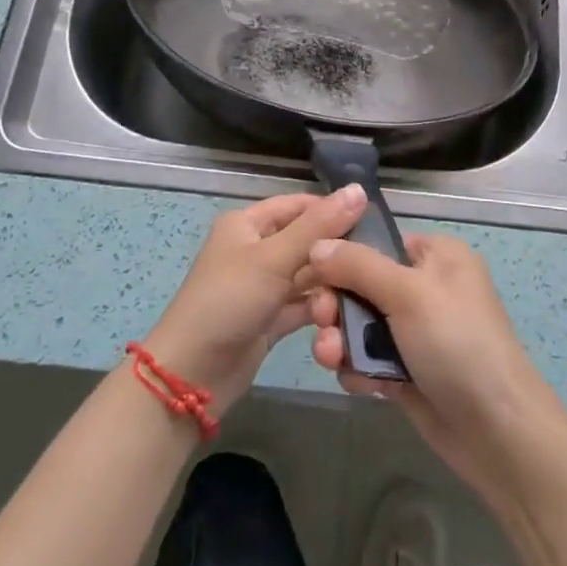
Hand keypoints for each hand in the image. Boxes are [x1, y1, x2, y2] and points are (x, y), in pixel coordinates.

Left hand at [143, 186, 365, 414]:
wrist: (192, 375)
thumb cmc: (229, 301)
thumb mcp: (274, 257)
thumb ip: (318, 226)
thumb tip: (359, 190)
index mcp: (247, 224)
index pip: (298, 205)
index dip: (331, 210)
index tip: (373, 220)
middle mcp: (255, 250)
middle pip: (305, 241)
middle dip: (335, 251)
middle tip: (374, 261)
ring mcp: (262, 287)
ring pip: (307, 275)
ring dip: (330, 283)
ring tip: (364, 291)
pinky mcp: (270, 319)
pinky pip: (303, 305)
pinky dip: (321, 308)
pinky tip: (349, 314)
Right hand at [307, 232, 561, 499]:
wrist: (498, 433)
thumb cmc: (457, 344)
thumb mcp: (408, 293)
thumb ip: (358, 266)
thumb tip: (315, 244)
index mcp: (437, 255)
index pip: (377, 242)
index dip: (341, 256)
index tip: (310, 275)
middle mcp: (426, 287)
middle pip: (362, 284)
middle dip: (337, 306)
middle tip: (321, 323)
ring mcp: (417, 332)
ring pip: (360, 325)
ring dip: (341, 340)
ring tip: (332, 360)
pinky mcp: (409, 371)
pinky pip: (368, 359)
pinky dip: (358, 369)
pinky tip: (358, 385)